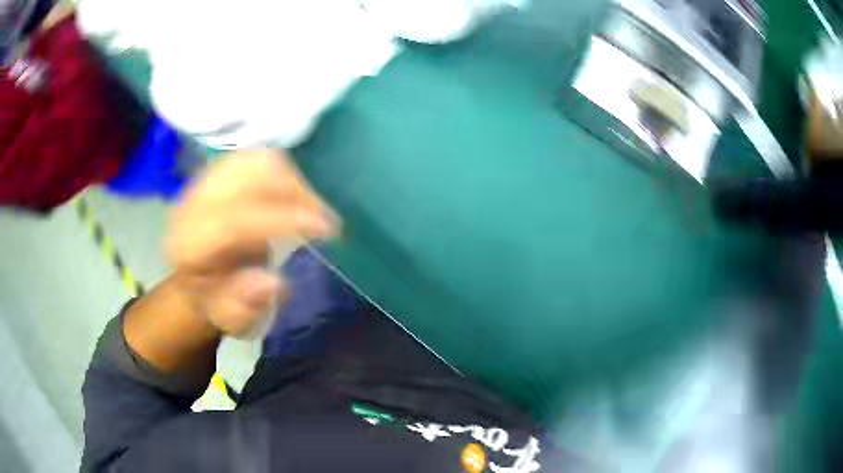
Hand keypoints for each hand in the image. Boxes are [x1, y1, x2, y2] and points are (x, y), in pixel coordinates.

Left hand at [167, 149, 336, 336]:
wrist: (196, 279)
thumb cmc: (217, 302)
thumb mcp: (230, 319)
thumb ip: (245, 306)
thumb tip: (273, 282)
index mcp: (189, 247)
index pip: (235, 220)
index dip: (283, 218)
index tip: (326, 227)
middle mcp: (191, 206)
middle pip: (244, 178)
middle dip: (293, 190)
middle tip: (325, 214)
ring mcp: (203, 183)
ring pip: (252, 160)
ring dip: (290, 176)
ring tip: (313, 201)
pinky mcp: (216, 172)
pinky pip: (254, 156)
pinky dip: (282, 167)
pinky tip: (296, 188)